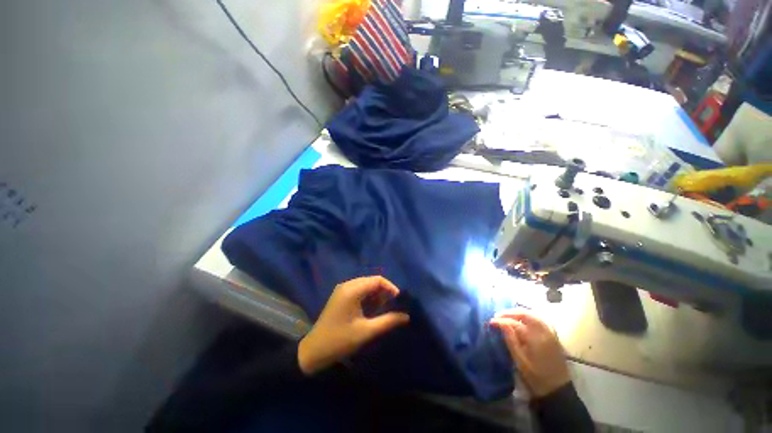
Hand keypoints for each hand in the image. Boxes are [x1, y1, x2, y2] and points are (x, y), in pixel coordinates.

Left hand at [298, 276, 409, 374]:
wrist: (313, 351)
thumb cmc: (340, 341)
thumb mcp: (366, 332)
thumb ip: (388, 321)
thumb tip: (406, 316)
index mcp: (352, 290)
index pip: (377, 280)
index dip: (391, 288)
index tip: (399, 301)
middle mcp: (347, 285)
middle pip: (372, 281)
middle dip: (384, 292)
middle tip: (392, 307)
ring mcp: (342, 290)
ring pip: (366, 286)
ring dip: (376, 295)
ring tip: (383, 310)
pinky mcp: (341, 296)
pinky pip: (359, 291)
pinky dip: (368, 298)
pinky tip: (371, 310)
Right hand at [490, 310, 570, 397]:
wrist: (558, 389)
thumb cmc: (536, 377)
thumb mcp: (520, 361)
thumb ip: (511, 340)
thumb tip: (501, 324)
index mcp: (535, 339)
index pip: (514, 324)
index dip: (501, 321)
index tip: (491, 321)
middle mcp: (544, 332)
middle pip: (525, 314)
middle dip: (510, 313)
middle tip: (498, 315)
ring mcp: (550, 333)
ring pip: (533, 315)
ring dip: (519, 313)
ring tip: (507, 316)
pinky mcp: (553, 336)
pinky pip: (540, 320)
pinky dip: (529, 316)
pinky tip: (523, 320)